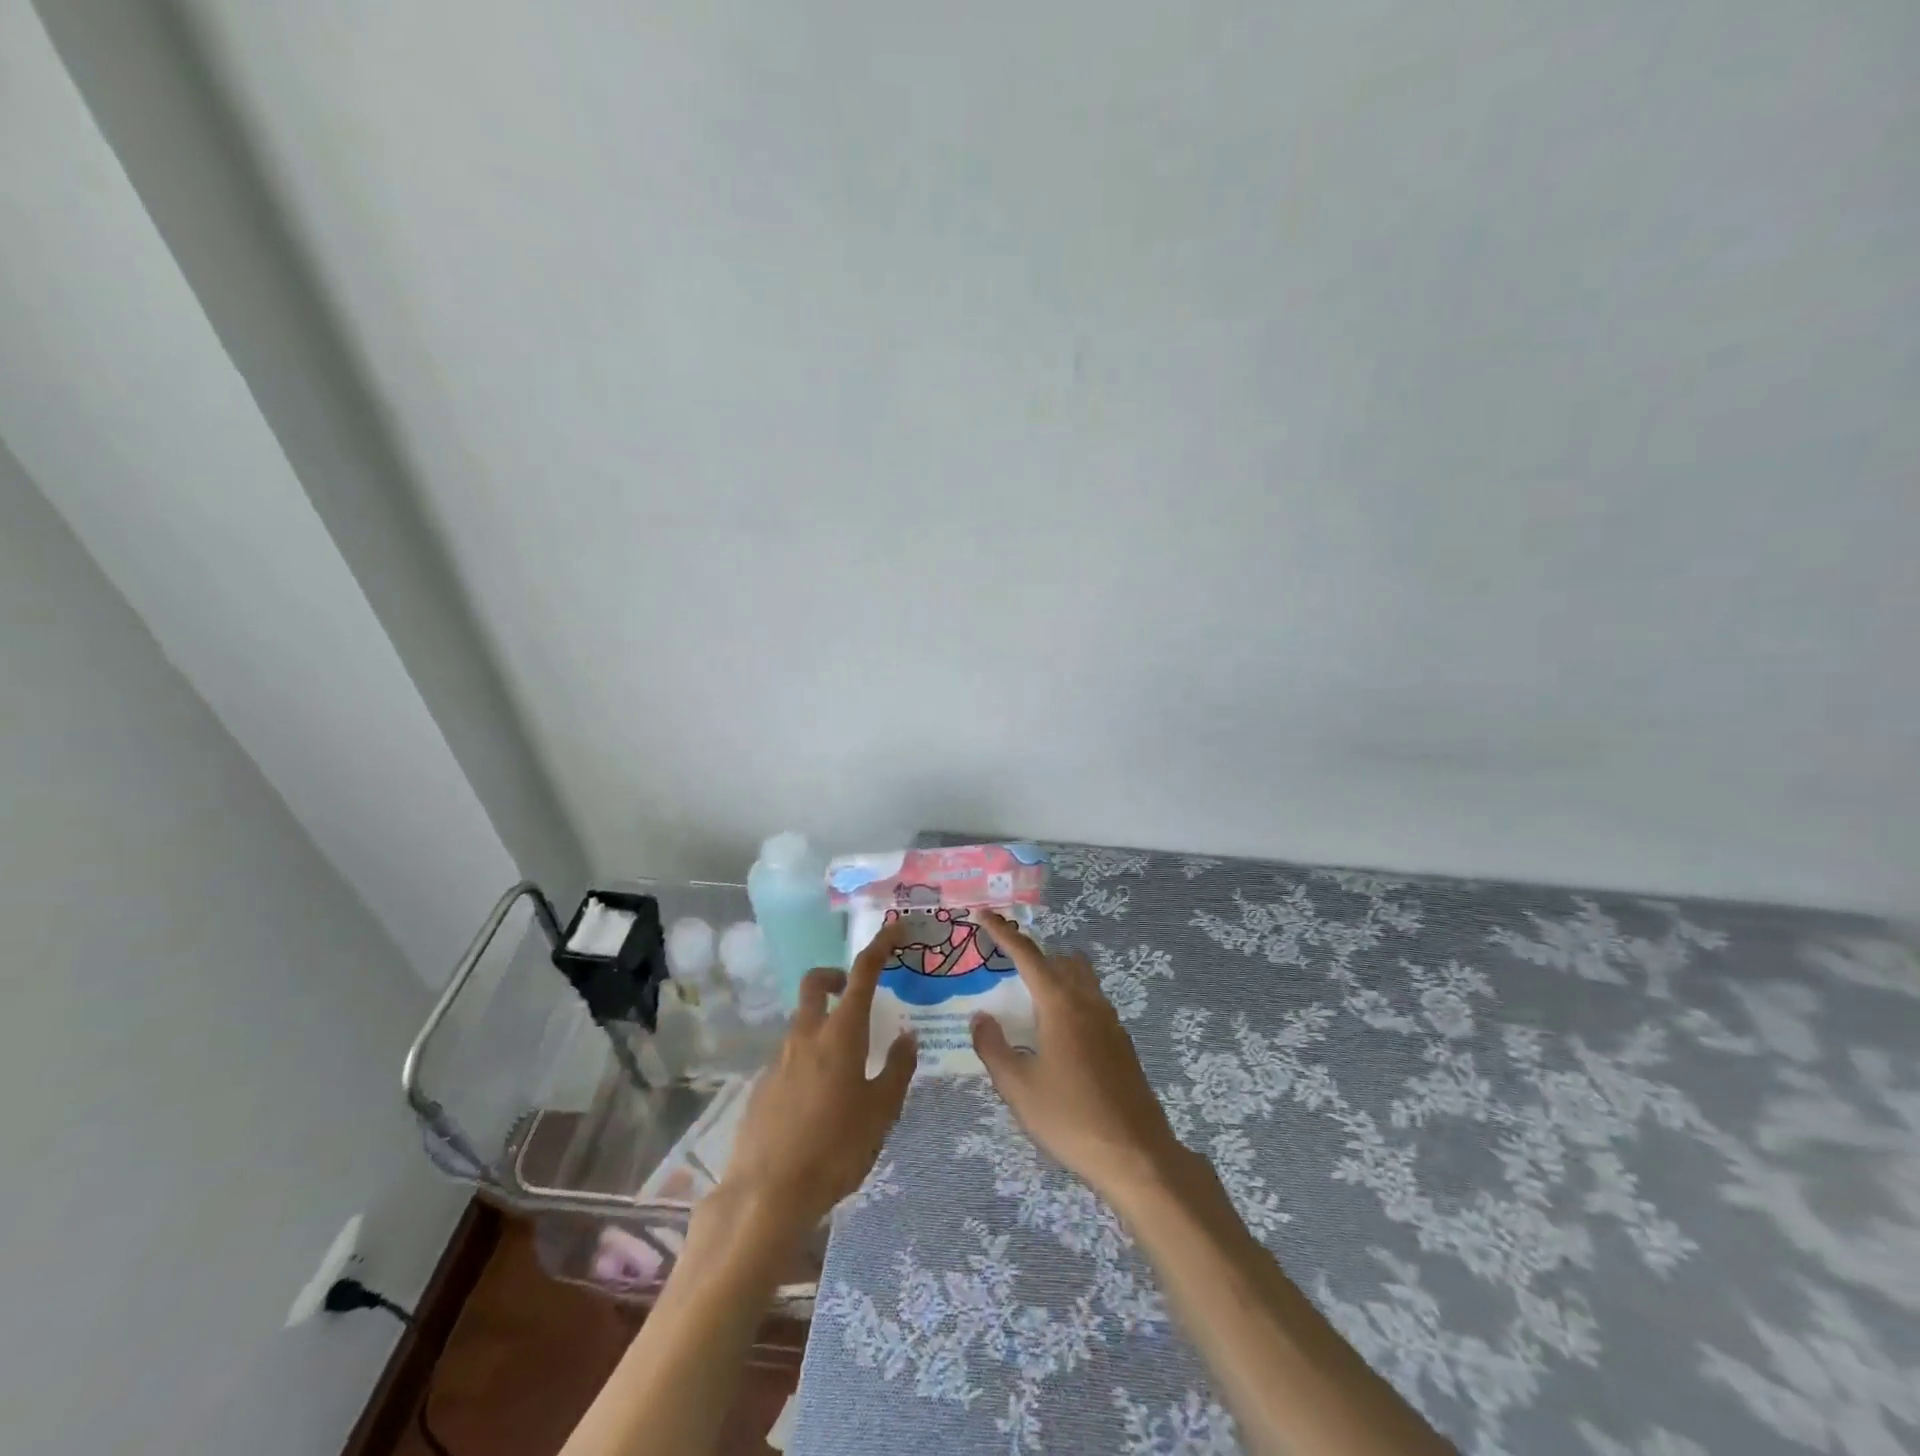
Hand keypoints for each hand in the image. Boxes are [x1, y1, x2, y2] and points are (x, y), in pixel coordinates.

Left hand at [722, 917, 918, 1233]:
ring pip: (801, 1021)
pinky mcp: (762, 1085)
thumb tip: (907, 1036)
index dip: (880, 946)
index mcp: (841, 1033)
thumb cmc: (835, 1148)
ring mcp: (778, 1059)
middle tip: (856, 994)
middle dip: (835, 976)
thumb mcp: (881, 1111)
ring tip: (847, 1062)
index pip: (862, 972)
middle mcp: (806, 1035)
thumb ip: (897, 1069)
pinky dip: (807, 1058)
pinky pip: (789, 1056)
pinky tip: (819, 1099)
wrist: (767, 1194)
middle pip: (815, 984)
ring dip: (823, 1022)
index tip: (896, 930)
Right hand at [971, 911, 1183, 1197]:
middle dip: (1033, 954)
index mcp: (1060, 1004)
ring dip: (1056, 975)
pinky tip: (1059, 1034)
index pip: (1027, 955)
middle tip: (1006, 964)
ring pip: (1081, 979)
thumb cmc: (1069, 1118)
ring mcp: (1110, 1021)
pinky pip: (1092, 1003)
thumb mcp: (1018, 1087)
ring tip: (1030, 997)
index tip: (984, 915)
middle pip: (1060, 960)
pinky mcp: (1122, 1043)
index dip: (1003, 933)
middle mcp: (1087, 1002)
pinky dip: (1071, 1000)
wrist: (1136, 1154)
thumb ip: (993, 1047)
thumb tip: (981, 1017)